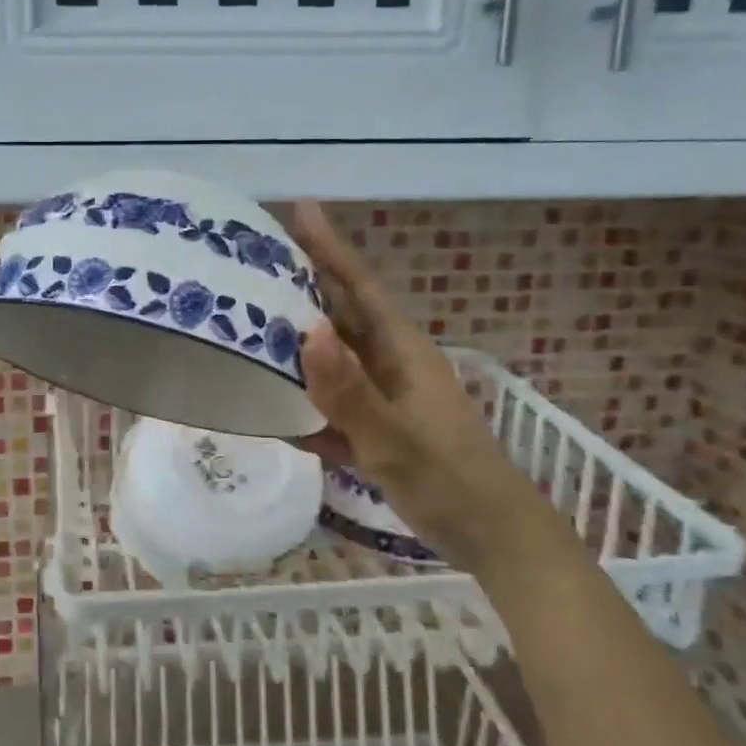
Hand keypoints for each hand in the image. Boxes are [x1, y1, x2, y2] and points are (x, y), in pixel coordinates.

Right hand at [288, 202, 532, 569]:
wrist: (494, 538)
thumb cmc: (449, 482)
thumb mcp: (394, 440)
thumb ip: (349, 391)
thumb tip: (308, 329)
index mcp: (401, 352)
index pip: (359, 286)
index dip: (330, 247)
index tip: (301, 208)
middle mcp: (391, 365)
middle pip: (342, 314)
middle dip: (305, 284)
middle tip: (255, 260)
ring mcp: (384, 397)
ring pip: (333, 359)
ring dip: (297, 342)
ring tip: (250, 324)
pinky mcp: (377, 429)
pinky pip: (333, 403)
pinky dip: (305, 400)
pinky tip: (271, 407)